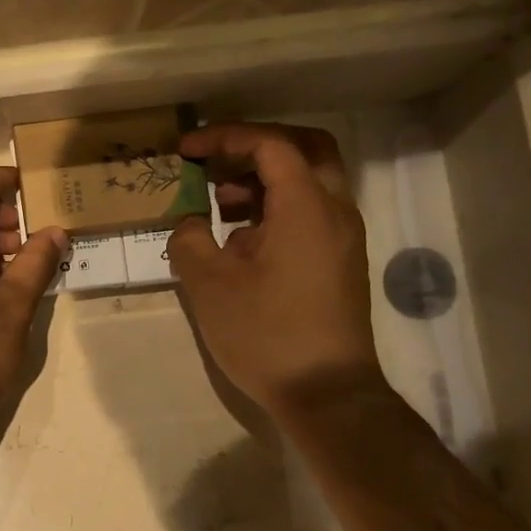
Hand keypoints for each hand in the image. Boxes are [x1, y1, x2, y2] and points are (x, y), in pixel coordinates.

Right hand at [167, 123, 388, 424]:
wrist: (326, 393)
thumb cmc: (265, 334)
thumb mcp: (209, 285)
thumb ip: (189, 239)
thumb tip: (190, 222)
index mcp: (306, 205)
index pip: (269, 144)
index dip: (224, 138)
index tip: (186, 150)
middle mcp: (335, 210)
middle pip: (305, 149)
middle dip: (256, 146)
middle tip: (217, 161)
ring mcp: (344, 237)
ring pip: (310, 182)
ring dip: (266, 180)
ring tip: (220, 205)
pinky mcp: (341, 262)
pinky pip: (312, 213)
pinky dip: (278, 209)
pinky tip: (242, 243)